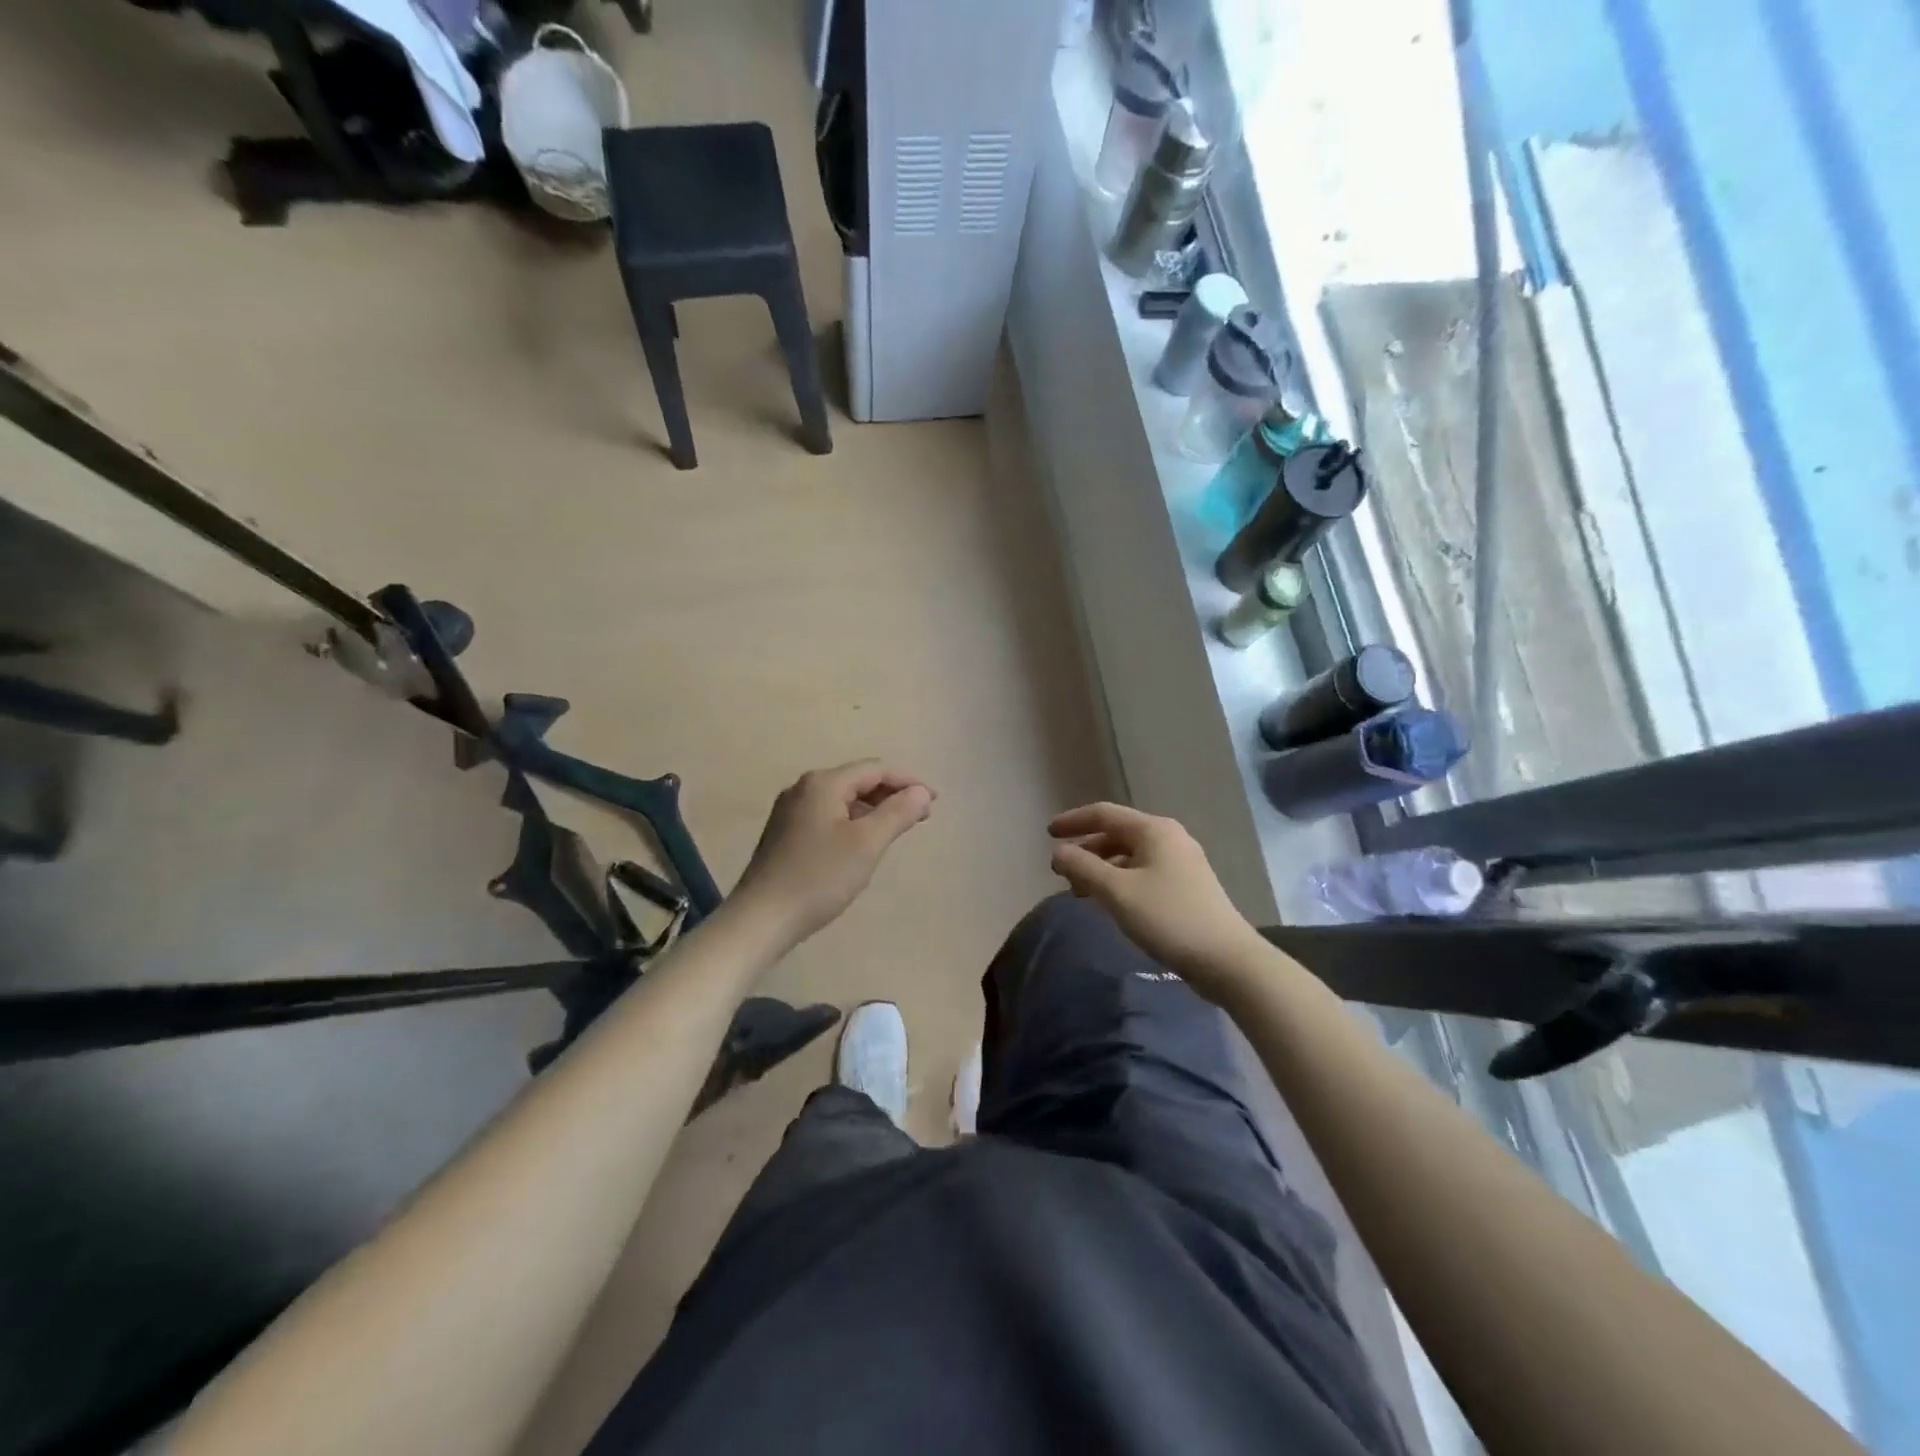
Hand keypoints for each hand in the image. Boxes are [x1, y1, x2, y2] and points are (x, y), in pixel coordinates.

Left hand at [731, 761, 935, 947]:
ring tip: (897, 829)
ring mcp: (791, 811)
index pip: (876, 769)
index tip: (935, 801)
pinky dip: (853, 821)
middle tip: (921, 816)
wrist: (761, 919)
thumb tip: (921, 792)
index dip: (908, 781)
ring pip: (843, 799)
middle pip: (858, 780)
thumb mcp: (866, 844)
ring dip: (873, 809)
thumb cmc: (819, 878)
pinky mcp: (786, 833)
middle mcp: (804, 788)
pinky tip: (863, 843)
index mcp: (823, 783)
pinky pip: (829, 815)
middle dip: (892, 794)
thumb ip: (897, 813)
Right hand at [1049, 802, 1266, 1001]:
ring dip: (1102, 868)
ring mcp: (1181, 862)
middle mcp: (1169, 838)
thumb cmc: (1168, 918)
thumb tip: (1058, 852)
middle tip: (1062, 873)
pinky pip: (1143, 872)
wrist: (1227, 960)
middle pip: (1117, 834)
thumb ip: (1083, 868)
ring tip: (1081, 892)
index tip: (1048, 834)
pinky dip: (1120, 880)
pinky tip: (1110, 902)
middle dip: (1086, 850)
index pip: (1104, 813)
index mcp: (1154, 830)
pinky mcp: (1186, 886)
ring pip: (1130, 855)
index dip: (1073, 821)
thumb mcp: (1117, 892)